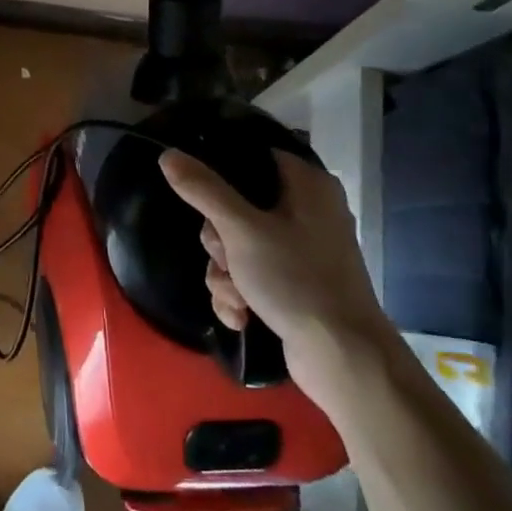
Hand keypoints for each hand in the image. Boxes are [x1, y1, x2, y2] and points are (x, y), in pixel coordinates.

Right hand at [159, 147, 397, 412]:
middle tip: (227, 257)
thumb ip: (203, 189)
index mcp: (306, 185)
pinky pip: (249, 275)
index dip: (220, 176)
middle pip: (234, 207)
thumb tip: (168, 154)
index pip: (251, 158)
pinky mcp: (294, 283)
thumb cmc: (296, 280)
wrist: (342, 356)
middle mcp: (306, 211)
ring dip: (224, 274)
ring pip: (236, 246)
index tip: (204, 203)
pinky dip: (239, 294)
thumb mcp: (240, 230)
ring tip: (237, 297)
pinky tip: (241, 315)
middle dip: (219, 242)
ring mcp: (300, 250)